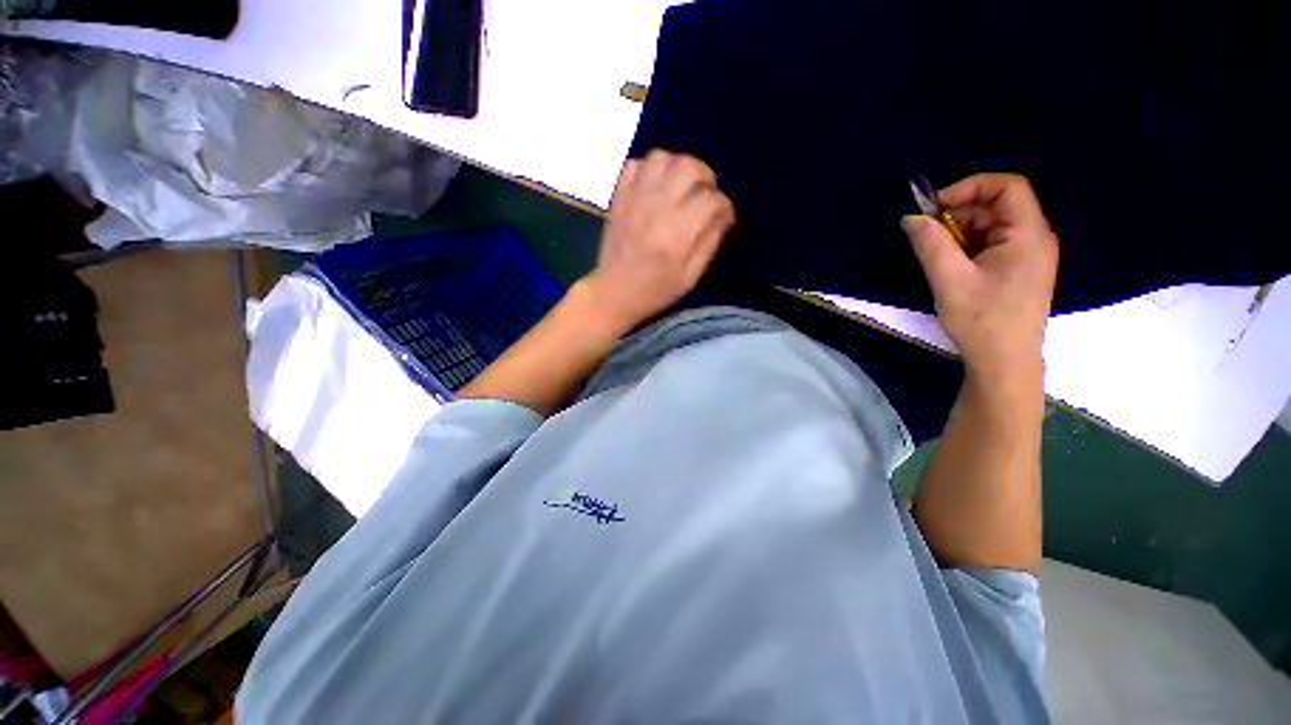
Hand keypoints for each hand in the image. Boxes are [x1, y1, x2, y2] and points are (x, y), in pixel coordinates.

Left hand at [579, 150, 735, 331]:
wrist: (613, 293)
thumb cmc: (655, 291)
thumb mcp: (690, 277)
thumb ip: (709, 243)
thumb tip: (724, 215)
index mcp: (676, 234)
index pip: (711, 199)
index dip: (724, 206)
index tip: (723, 217)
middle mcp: (656, 208)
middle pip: (689, 167)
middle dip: (705, 177)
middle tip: (704, 196)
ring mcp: (634, 199)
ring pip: (662, 158)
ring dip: (678, 168)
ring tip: (681, 188)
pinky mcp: (619, 198)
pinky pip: (635, 164)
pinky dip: (650, 169)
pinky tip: (656, 188)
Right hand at [902, 174, 1057, 381]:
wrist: (1004, 362)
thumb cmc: (981, 320)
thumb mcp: (949, 279)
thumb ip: (930, 244)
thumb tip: (911, 217)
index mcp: (1028, 234)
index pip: (1008, 186)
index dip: (970, 187)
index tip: (934, 207)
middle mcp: (1036, 238)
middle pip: (999, 206)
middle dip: (960, 214)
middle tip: (928, 236)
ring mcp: (1030, 255)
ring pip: (993, 226)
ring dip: (961, 233)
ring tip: (938, 257)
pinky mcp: (1020, 270)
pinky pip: (994, 245)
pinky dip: (969, 248)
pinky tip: (952, 267)